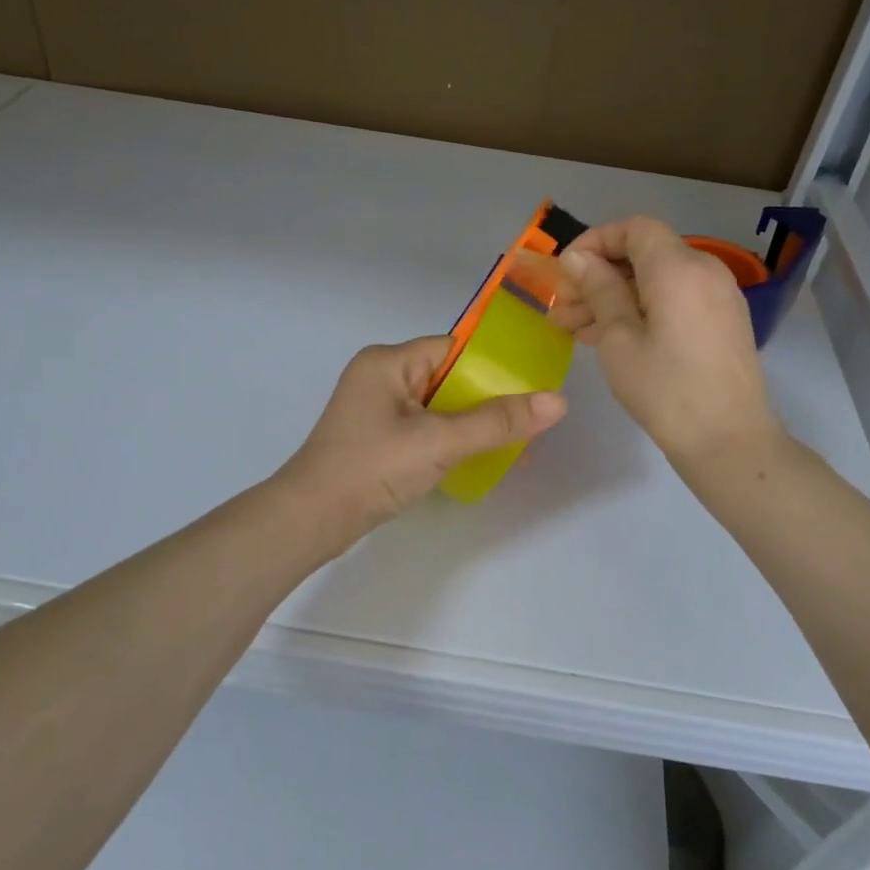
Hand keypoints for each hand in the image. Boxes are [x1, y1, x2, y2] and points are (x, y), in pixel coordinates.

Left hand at [277, 336, 566, 540]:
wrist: (311, 521)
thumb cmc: (373, 468)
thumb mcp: (440, 441)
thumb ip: (498, 422)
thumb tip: (558, 402)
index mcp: (388, 361)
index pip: (453, 348)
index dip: (494, 363)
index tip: (532, 382)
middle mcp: (381, 377)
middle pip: (449, 378)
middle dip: (490, 400)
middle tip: (531, 418)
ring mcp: (377, 410)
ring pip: (440, 407)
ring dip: (474, 424)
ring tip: (517, 444)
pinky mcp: (378, 439)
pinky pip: (426, 429)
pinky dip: (453, 441)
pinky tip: (483, 460)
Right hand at [552, 217, 782, 466]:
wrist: (729, 441)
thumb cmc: (665, 389)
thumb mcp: (619, 338)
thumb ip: (599, 290)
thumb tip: (579, 258)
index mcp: (679, 268)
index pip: (635, 228)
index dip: (596, 240)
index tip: (566, 271)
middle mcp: (705, 270)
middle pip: (645, 254)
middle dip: (599, 275)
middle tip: (562, 309)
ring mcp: (719, 296)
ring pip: (657, 280)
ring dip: (616, 296)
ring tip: (576, 330)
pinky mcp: (722, 321)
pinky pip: (675, 299)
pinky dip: (642, 309)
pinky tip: (610, 338)